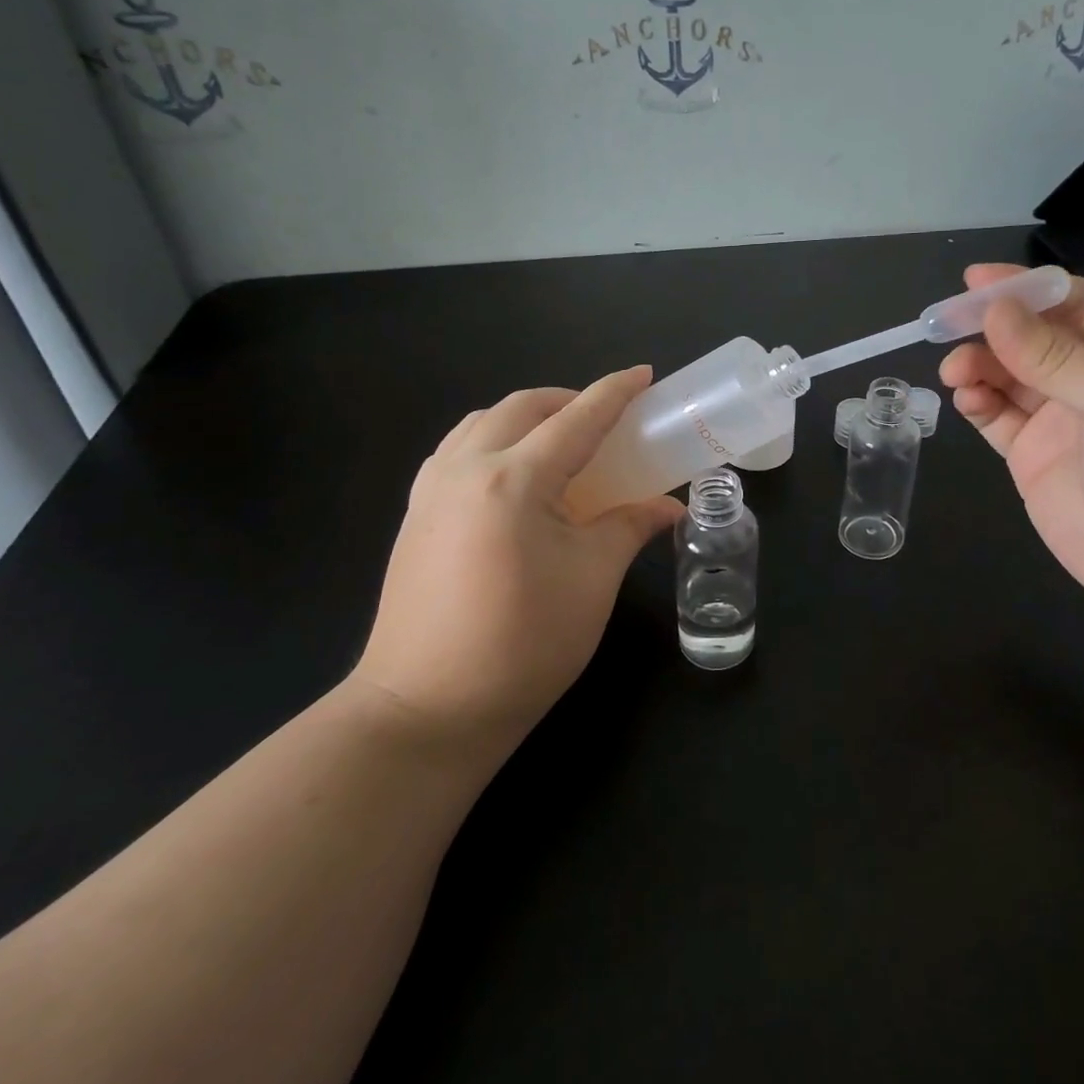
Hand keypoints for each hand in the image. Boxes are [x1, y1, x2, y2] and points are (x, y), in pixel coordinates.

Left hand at [350, 368, 682, 753]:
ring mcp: (432, 490)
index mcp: (515, 480)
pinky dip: (492, 440)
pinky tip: (512, 475)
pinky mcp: (415, 514)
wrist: (427, 709)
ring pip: (482, 423)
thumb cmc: (524, 644)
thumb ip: (630, 527)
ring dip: (526, 417)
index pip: (576, 419)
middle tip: (606, 419)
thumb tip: (668, 506)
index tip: (644, 374)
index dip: (615, 393)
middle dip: (568, 400)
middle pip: (522, 407)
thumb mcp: (593, 580)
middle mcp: (466, 469)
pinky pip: (457, 451)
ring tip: (559, 442)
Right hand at [939, 265, 1083, 621]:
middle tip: (944, 325)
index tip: (974, 282)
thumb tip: (994, 311)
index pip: (1074, 302)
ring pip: (1008, 374)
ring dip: (978, 365)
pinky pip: (997, 416)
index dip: (1024, 288)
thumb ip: (1055, 357)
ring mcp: (1063, 418)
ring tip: (955, 372)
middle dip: (991, 328)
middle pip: (1033, 335)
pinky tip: (966, 401)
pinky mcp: (1034, 456)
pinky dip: (977, 402)